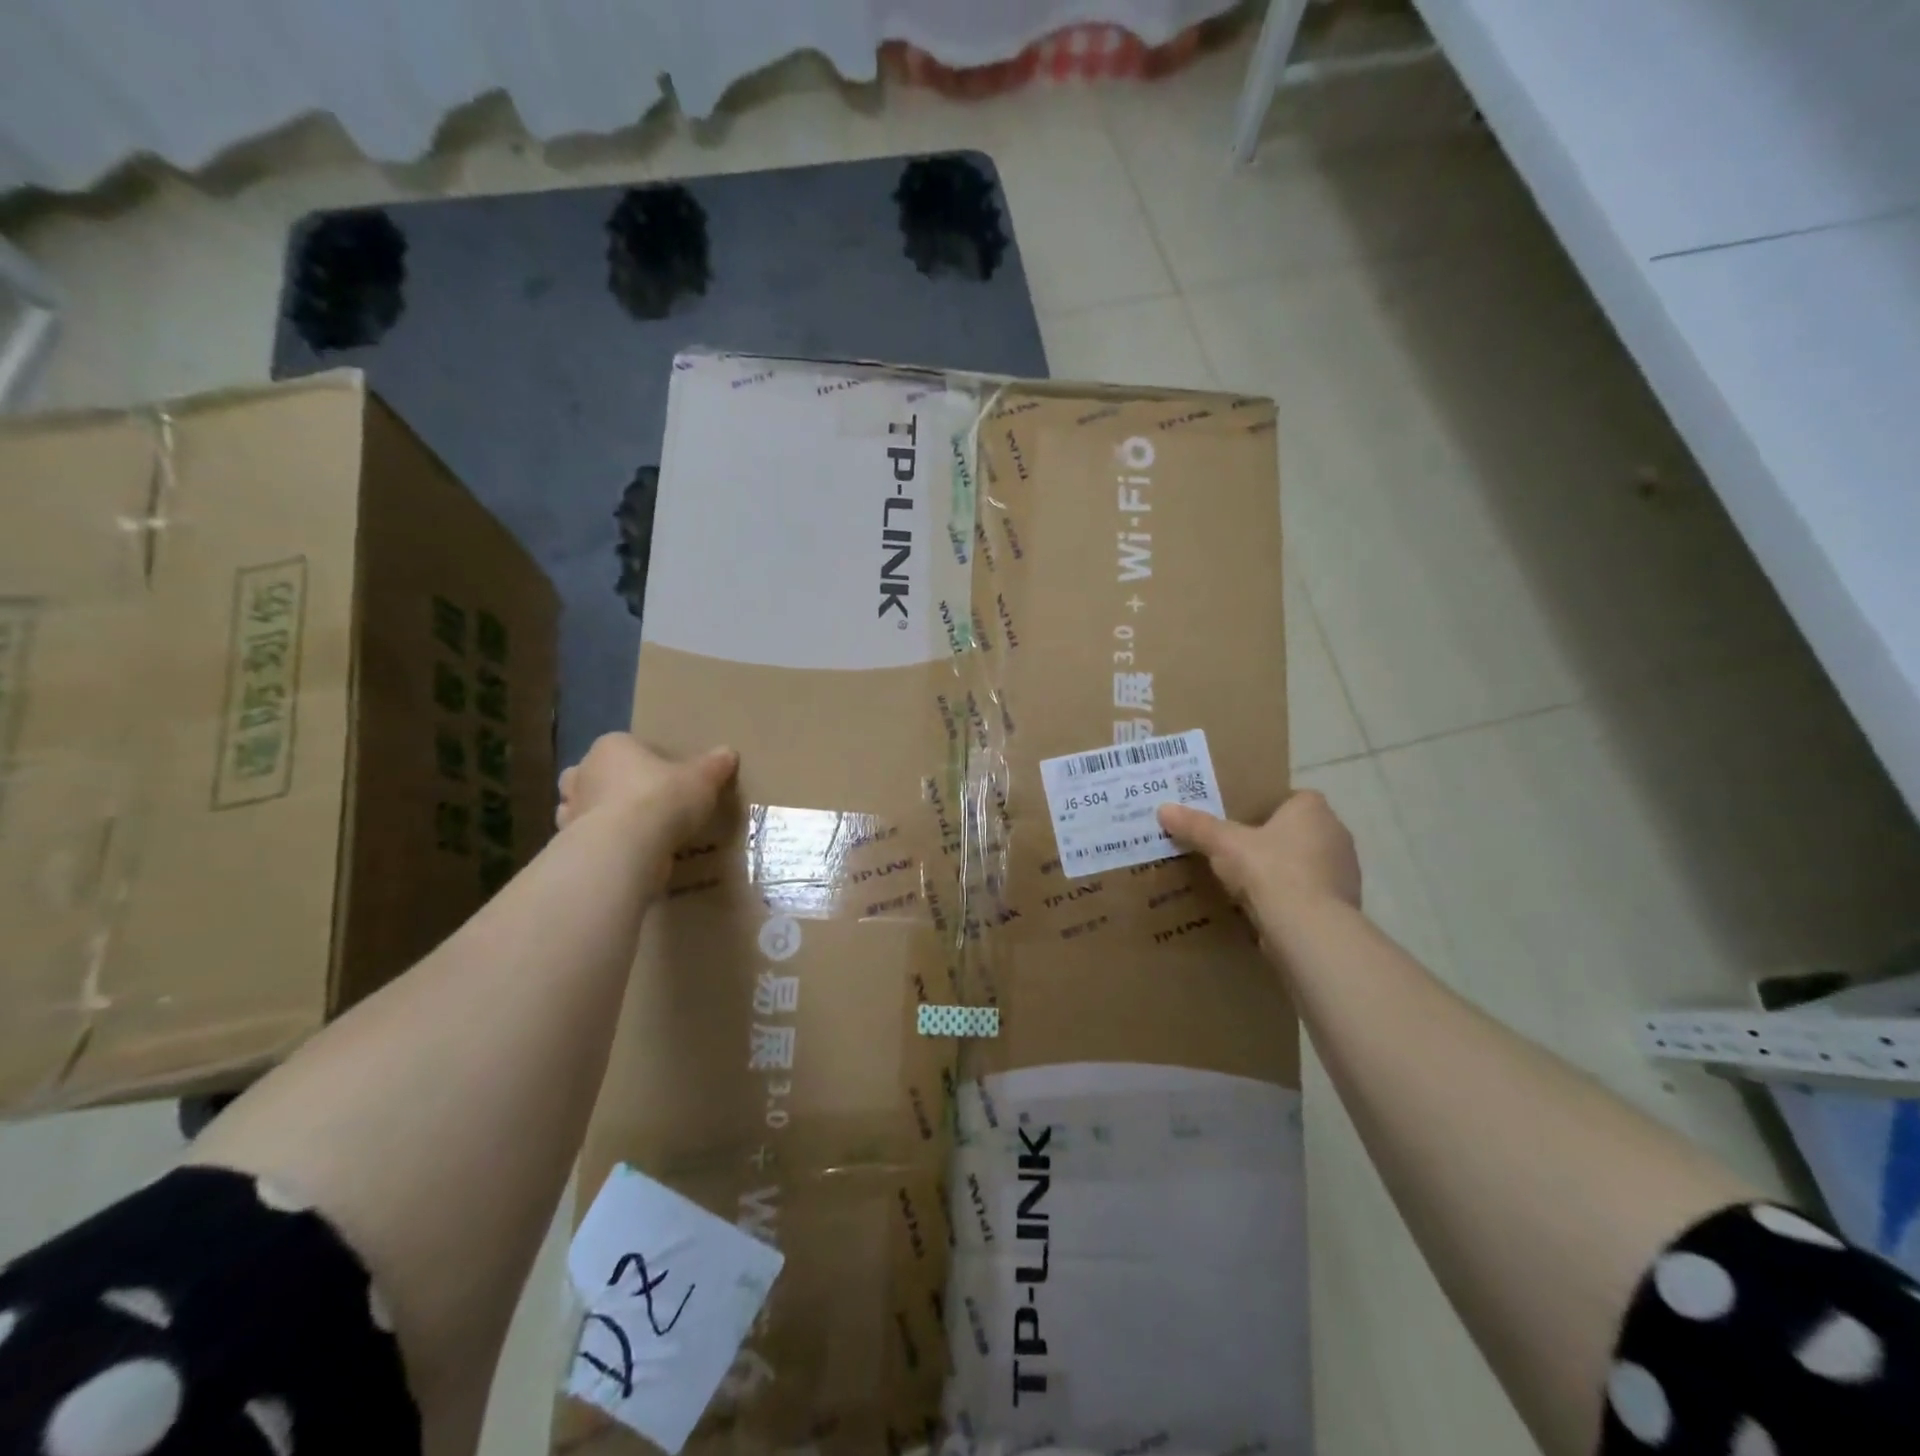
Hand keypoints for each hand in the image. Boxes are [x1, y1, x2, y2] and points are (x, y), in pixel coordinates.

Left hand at [557, 733, 737, 853]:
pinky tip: (623, 852)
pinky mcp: (571, 842)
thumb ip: (714, 766)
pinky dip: (601, 843)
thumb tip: (728, 753)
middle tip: (643, 800)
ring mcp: (571, 809)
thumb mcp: (702, 779)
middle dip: (613, 784)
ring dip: (602, 815)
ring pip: (585, 806)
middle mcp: (584, 771)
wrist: (625, 848)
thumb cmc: (662, 799)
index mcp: (613, 746)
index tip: (669, 777)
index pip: (629, 745)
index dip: (648, 760)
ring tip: (633, 830)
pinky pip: (587, 838)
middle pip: (598, 773)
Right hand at [1158, 790, 1360, 938]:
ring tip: (1248, 884)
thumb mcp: (1223, 843)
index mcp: (1313, 810)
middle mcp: (1336, 834)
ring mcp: (1345, 872)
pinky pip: (1311, 894)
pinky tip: (1265, 910)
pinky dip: (1292, 899)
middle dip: (1273, 841)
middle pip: (1299, 832)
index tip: (1242, 822)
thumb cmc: (1269, 869)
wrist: (1307, 928)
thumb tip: (1163, 809)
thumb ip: (1196, 826)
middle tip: (1238, 851)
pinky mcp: (1343, 906)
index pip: (1292, 798)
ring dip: (1284, 872)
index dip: (1267, 808)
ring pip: (1307, 864)